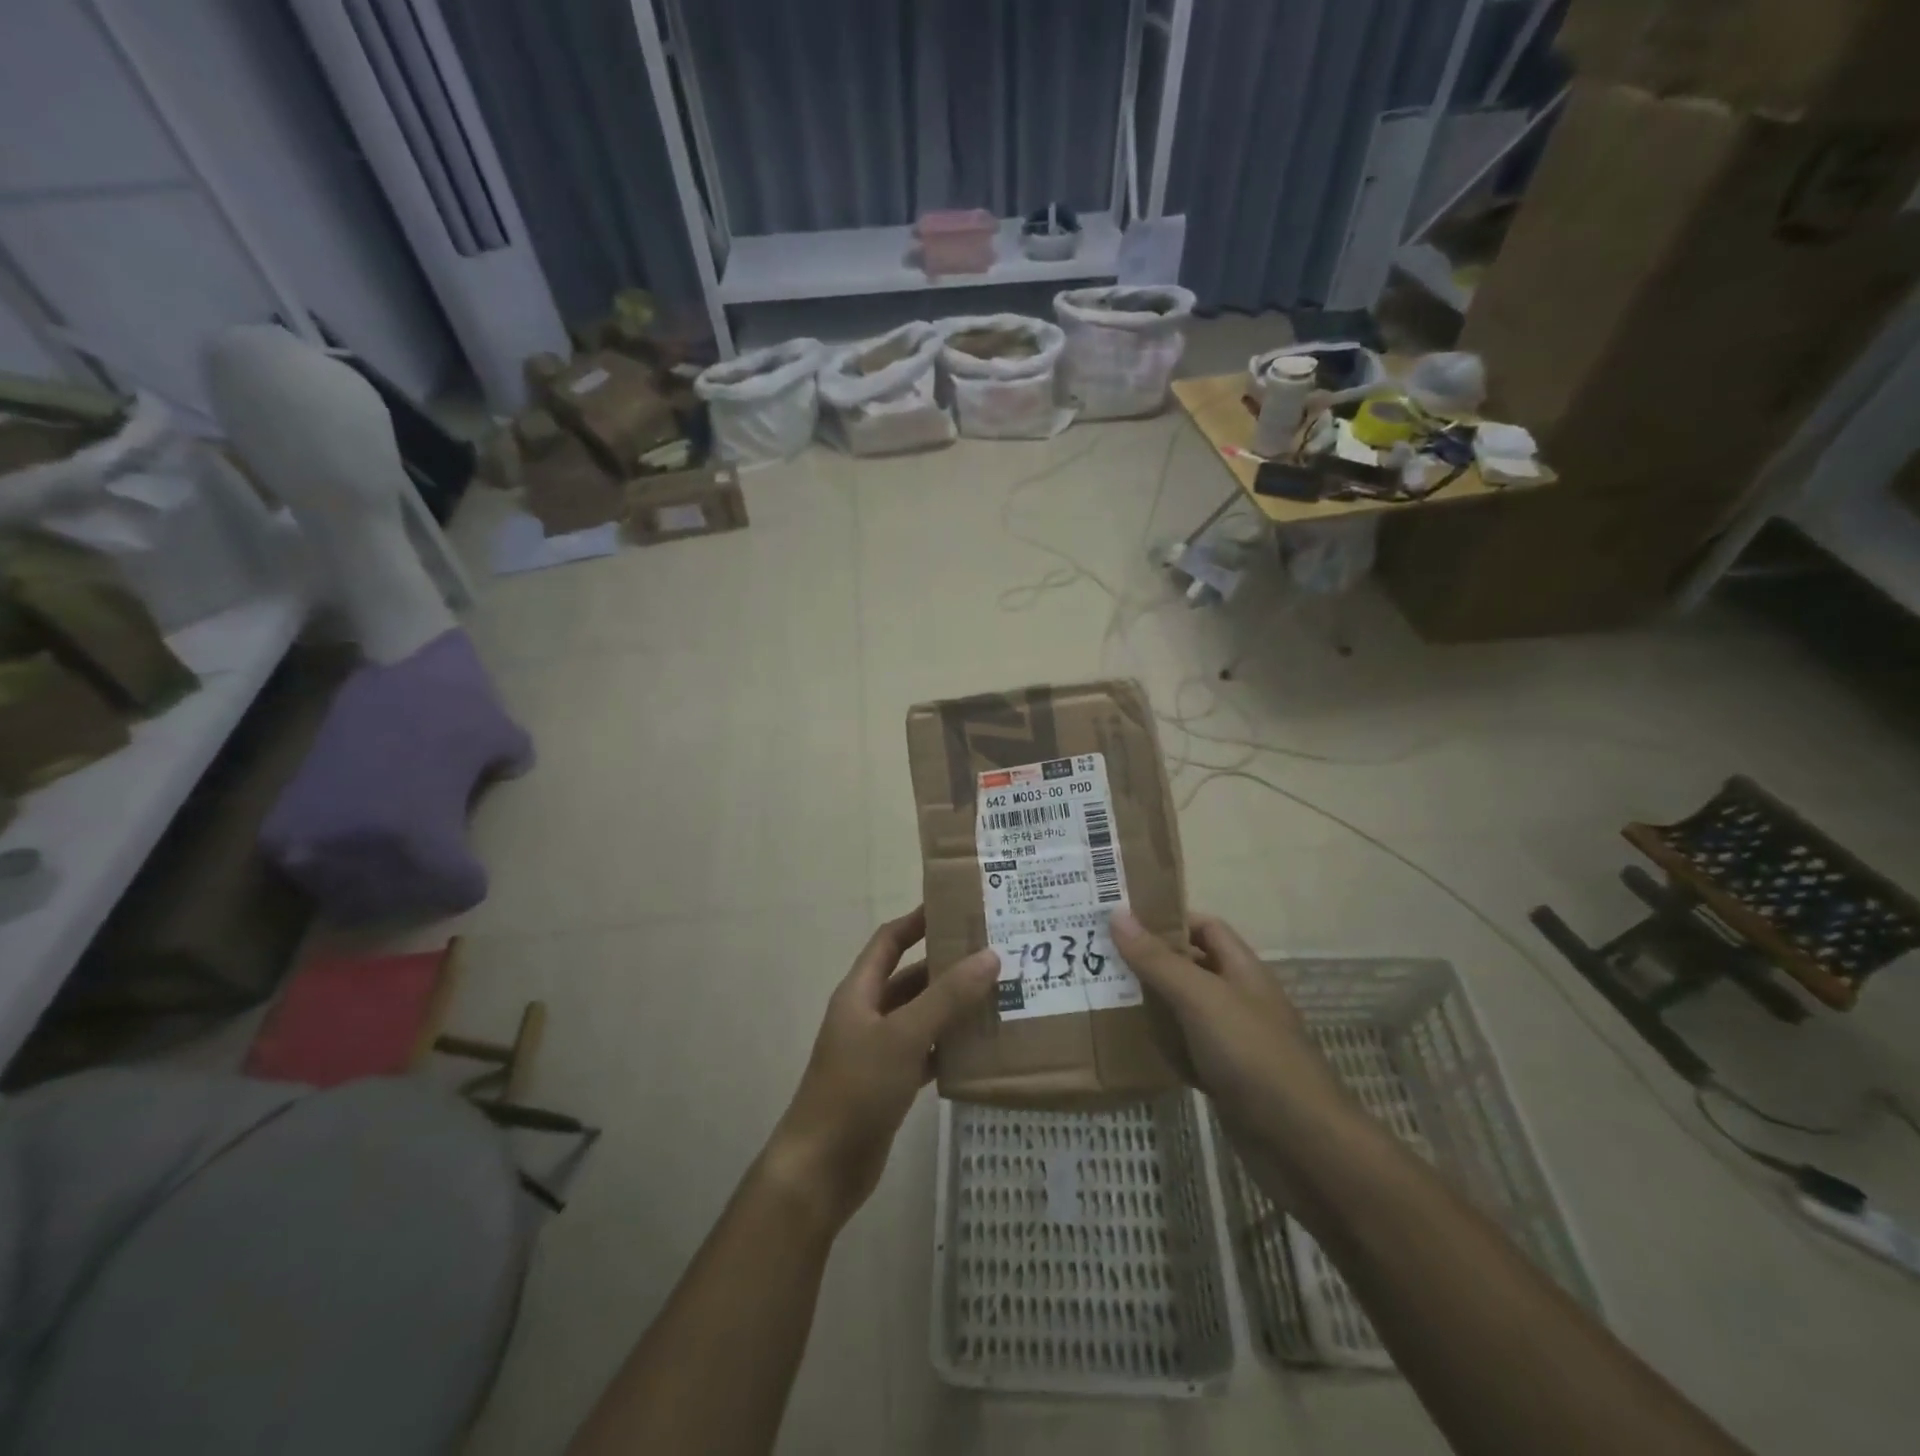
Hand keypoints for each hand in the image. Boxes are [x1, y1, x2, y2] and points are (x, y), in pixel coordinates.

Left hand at [765, 907, 997, 1232]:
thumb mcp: (904, 1036)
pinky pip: (926, 1052)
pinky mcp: (890, 1084)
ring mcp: (879, 1051)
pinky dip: (950, 1046)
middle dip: (947, 965)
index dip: (917, 920)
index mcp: (860, 992)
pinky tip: (983, 1046)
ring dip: (953, 1007)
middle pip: (910, 978)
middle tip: (993, 953)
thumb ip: (947, 997)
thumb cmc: (857, 1089)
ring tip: (999, 994)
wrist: (822, 1169)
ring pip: (922, 1016)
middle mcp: (868, 1015)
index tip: (955, 907)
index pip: (889, 941)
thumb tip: (990, 955)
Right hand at [1109, 909, 1354, 1161]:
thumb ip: (1158, 960)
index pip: (1204, 927)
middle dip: (1151, 960)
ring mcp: (1233, 1041)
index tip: (1123, 921)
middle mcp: (1239, 998)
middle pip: (1191, 967)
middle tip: (1101, 956)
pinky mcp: (1225, 1078)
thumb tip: (1117, 913)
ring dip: (1151, 1003)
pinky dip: (1161, 1045)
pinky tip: (1130, 1045)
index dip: (1168, 919)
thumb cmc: (1252, 1055)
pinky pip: (1186, 1049)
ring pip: (1185, 1010)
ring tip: (1104, 994)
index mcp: (1242, 970)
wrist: (1302, 1144)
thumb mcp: (1200, 998)